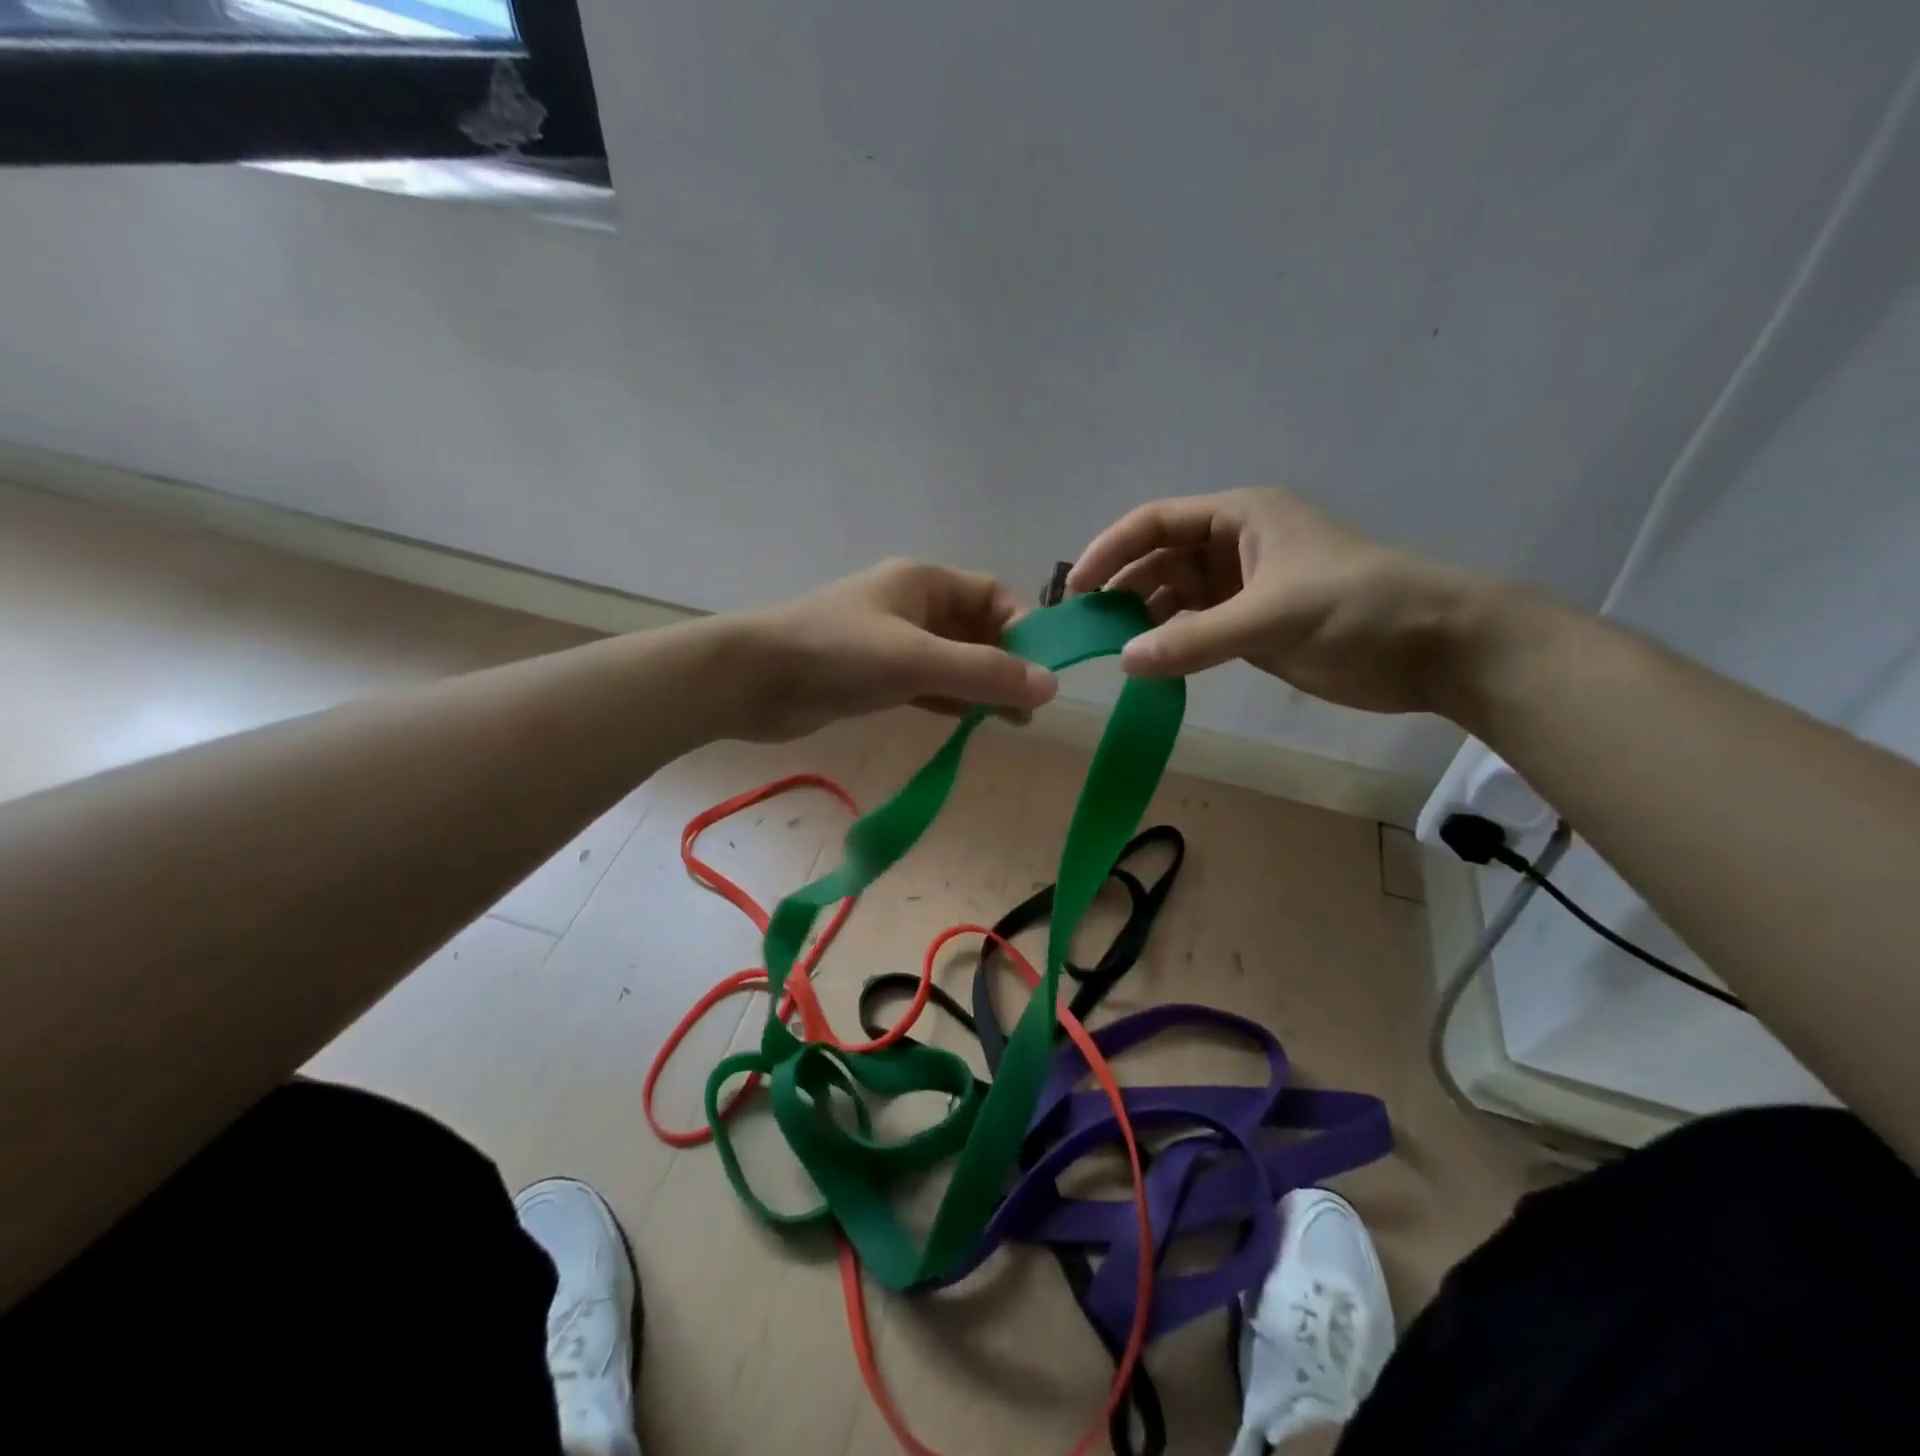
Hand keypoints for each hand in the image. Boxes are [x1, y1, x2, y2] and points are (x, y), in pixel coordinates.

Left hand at [730, 559, 1058, 741]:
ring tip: (1011, 722)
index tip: (1040, 672)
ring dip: (980, 686)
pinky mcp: (873, 676)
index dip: (1022, 629)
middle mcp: (911, 606)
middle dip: (1005, 664)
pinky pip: (926, 684)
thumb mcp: (917, 659)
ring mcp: (891, 642)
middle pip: (975, 629)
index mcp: (923, 582)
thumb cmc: (837, 653)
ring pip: (951, 661)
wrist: (752, 680)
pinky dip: (950, 700)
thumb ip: (984, 672)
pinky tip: (970, 722)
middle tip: (1029, 708)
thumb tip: (1052, 686)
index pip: (993, 595)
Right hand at [1066, 488, 1481, 713]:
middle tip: (1087, 626)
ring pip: (1174, 596)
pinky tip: (1150, 663)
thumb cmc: (1358, 609)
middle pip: (1159, 559)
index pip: (1157, 522)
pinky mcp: (1252, 627)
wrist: (1435, 649)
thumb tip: (1124, 660)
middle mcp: (1235, 547)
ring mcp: (1242, 589)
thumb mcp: (1272, 616)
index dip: (1111, 549)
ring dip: (1143, 617)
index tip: (1076, 587)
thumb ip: (1195, 638)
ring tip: (1111, 647)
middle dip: (1122, 586)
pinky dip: (1170, 643)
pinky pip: (1194, 629)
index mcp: (1241, 518)